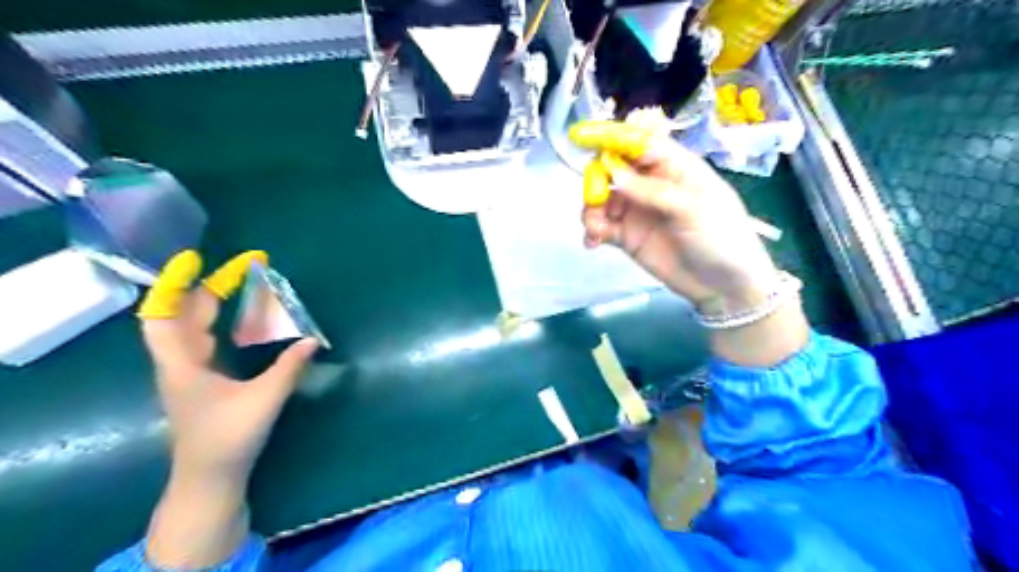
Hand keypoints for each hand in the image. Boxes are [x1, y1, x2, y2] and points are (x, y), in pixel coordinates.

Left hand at [135, 249, 316, 481]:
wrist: (210, 476)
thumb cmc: (229, 437)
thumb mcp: (264, 400)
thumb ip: (289, 368)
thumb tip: (312, 340)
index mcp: (182, 364)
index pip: (163, 316)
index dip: (175, 285)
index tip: (195, 258)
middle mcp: (180, 363)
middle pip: (184, 315)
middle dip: (210, 287)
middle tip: (245, 269)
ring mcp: (189, 372)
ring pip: (194, 327)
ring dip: (214, 303)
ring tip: (243, 285)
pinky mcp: (202, 380)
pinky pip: (205, 340)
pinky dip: (221, 322)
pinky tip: (242, 320)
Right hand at [570, 120, 807, 365]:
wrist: (724, 286)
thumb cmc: (720, 236)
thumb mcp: (692, 207)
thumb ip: (651, 190)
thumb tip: (611, 170)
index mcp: (673, 166)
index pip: (639, 143)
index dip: (613, 138)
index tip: (584, 137)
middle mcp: (651, 184)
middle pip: (613, 169)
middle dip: (597, 179)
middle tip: (595, 199)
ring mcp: (637, 211)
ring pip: (602, 199)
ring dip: (591, 209)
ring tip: (595, 228)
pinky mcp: (627, 237)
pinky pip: (602, 227)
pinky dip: (592, 231)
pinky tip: (592, 241)